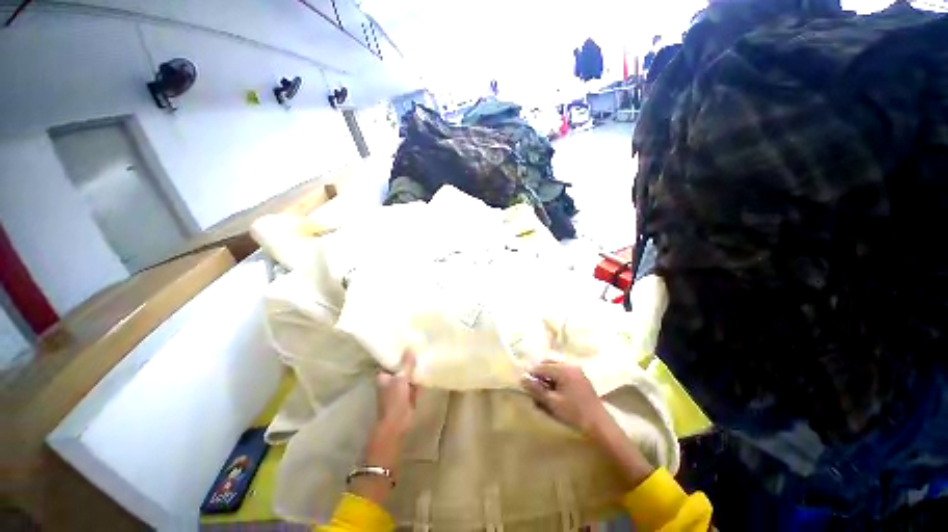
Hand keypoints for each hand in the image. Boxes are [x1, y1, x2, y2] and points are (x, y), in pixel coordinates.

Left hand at [362, 352, 419, 471]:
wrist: (397, 424)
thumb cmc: (394, 400)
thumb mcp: (401, 379)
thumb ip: (406, 364)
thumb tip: (410, 348)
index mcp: (383, 375)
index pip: (390, 359)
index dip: (398, 352)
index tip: (407, 342)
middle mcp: (389, 380)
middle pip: (400, 366)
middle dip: (408, 360)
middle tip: (418, 346)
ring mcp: (398, 387)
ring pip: (408, 374)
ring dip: (414, 368)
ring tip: (424, 354)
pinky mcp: (407, 394)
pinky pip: (414, 382)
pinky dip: (419, 377)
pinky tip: (427, 369)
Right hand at [521, 361, 609, 436]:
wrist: (600, 425)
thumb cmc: (574, 413)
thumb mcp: (552, 403)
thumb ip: (536, 389)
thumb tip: (522, 378)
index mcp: (563, 369)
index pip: (540, 367)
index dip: (532, 376)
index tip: (526, 387)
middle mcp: (570, 366)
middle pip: (548, 364)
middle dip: (540, 375)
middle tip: (536, 390)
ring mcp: (577, 371)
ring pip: (556, 368)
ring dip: (549, 377)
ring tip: (546, 393)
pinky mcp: (581, 378)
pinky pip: (564, 373)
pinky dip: (557, 380)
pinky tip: (557, 393)